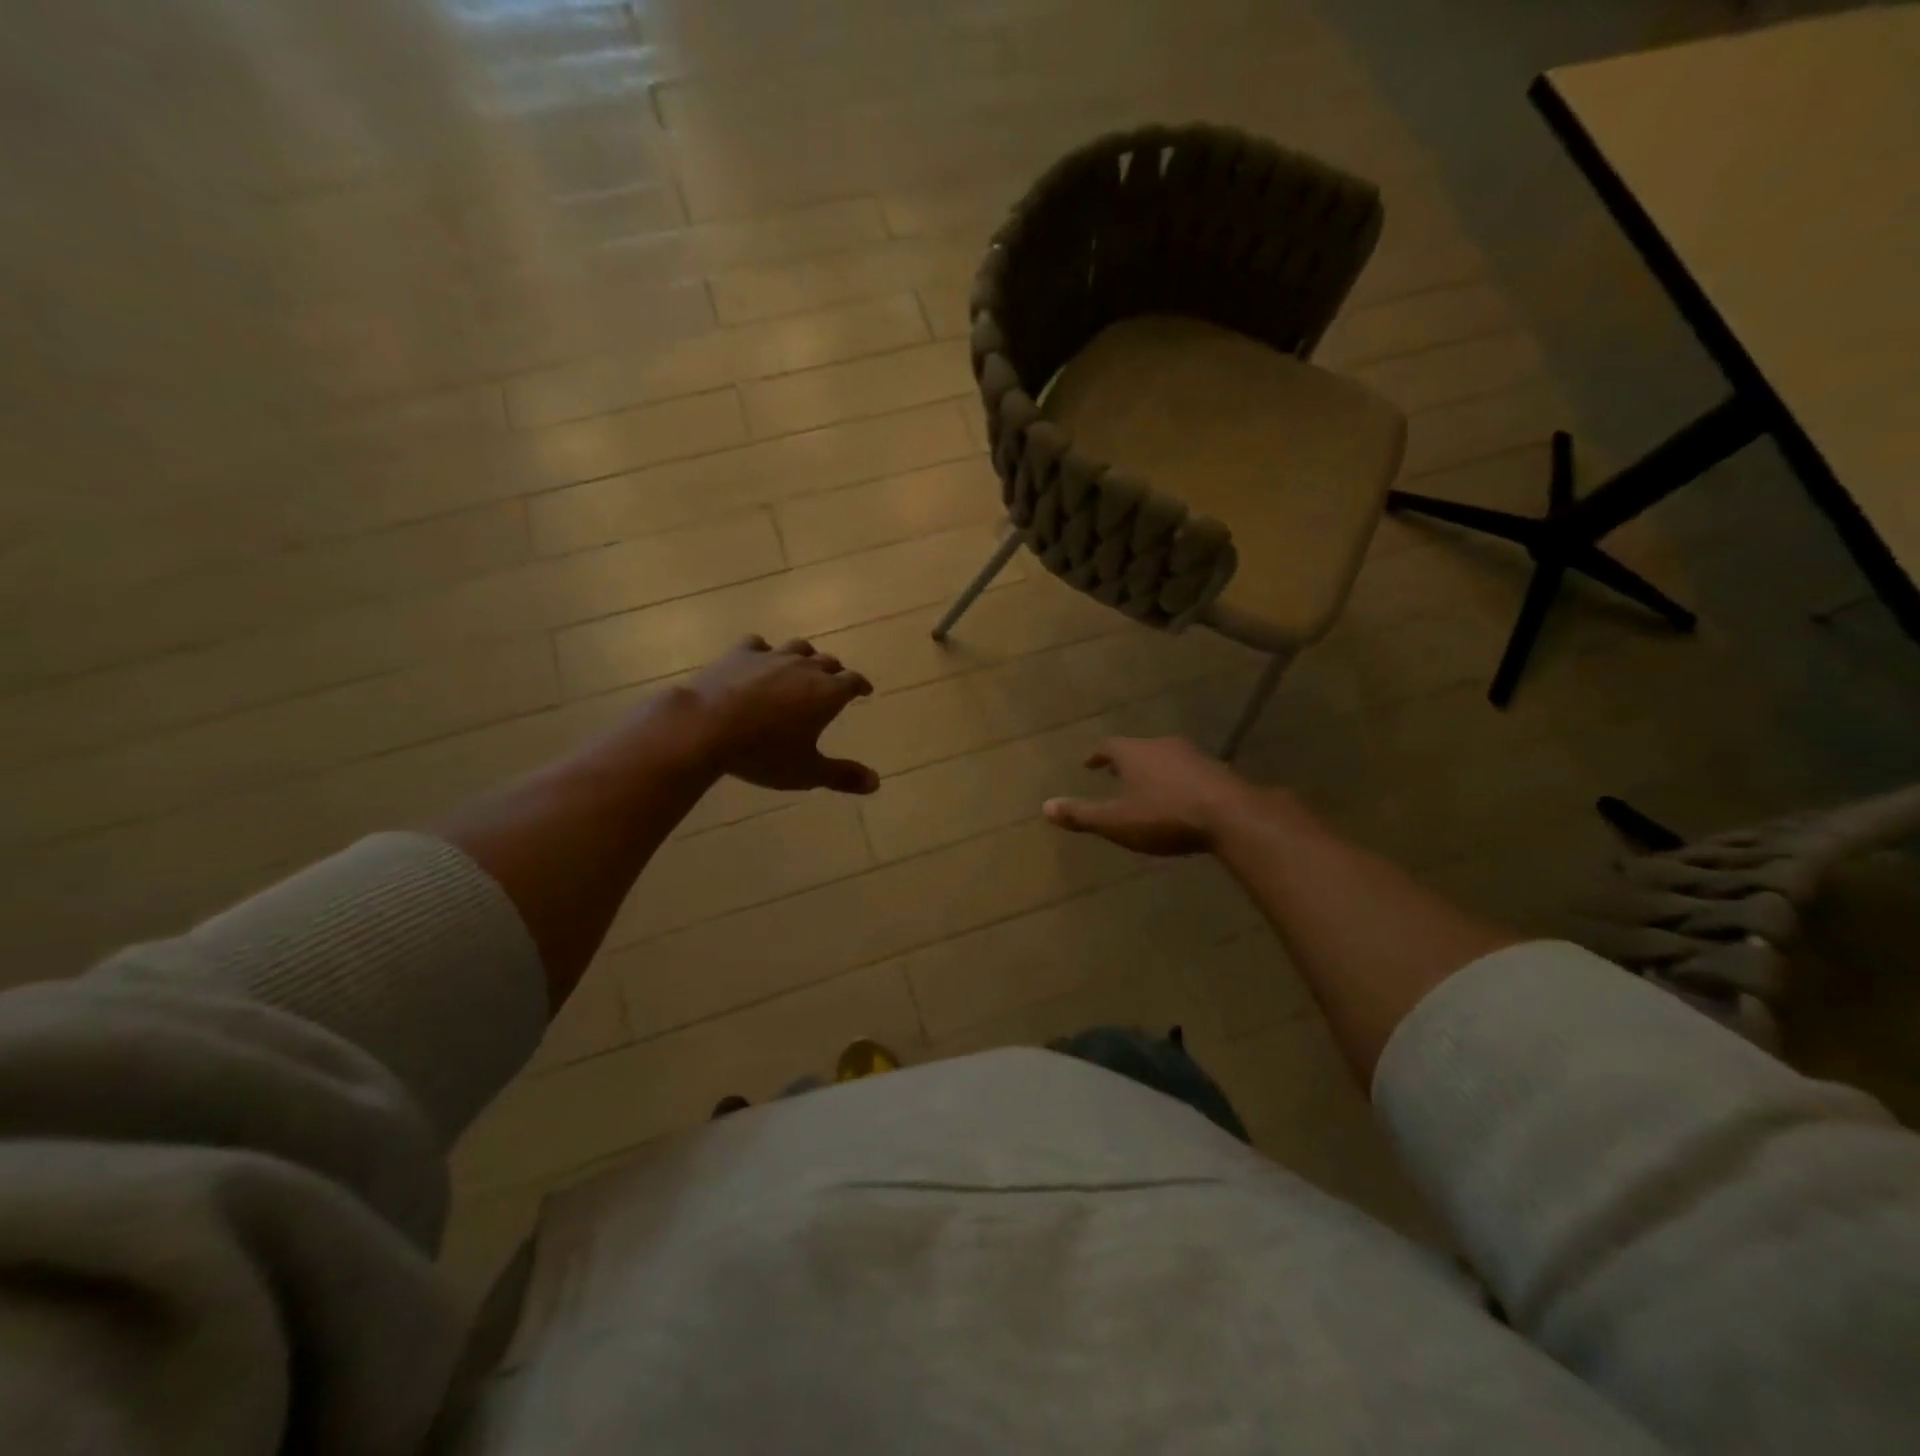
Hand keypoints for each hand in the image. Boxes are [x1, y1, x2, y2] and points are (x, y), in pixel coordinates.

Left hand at [679, 636, 879, 794]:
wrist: (707, 727)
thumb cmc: (763, 753)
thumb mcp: (806, 772)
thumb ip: (842, 776)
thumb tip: (876, 782)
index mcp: (827, 693)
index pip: (853, 681)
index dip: (861, 685)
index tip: (864, 690)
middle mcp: (805, 667)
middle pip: (828, 661)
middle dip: (835, 672)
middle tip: (835, 682)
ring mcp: (772, 656)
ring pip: (798, 648)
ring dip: (805, 656)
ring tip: (803, 666)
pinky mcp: (740, 653)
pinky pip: (759, 645)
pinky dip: (765, 652)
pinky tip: (760, 659)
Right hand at [1043, 736, 1264, 854]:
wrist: (1230, 815)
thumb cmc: (1164, 816)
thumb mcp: (1116, 821)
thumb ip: (1081, 814)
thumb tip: (1045, 807)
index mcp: (1134, 753)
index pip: (1108, 746)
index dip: (1097, 755)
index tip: (1089, 763)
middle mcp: (1161, 746)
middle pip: (1137, 749)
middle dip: (1125, 761)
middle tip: (1114, 773)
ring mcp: (1192, 756)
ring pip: (1164, 758)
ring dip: (1152, 769)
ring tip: (1145, 785)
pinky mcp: (1216, 770)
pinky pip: (1187, 771)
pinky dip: (1176, 780)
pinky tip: (1179, 797)